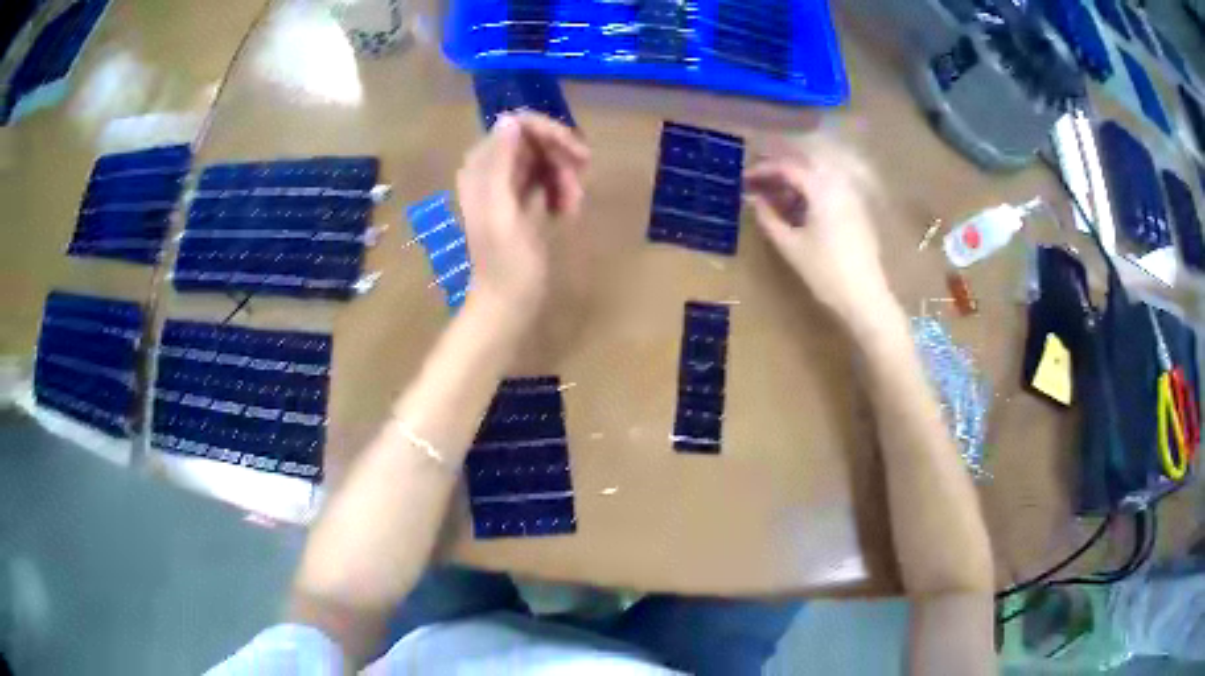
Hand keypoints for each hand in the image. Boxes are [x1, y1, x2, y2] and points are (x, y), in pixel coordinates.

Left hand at [456, 112, 589, 316]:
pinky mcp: (522, 202)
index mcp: (481, 168)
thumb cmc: (506, 264)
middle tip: (578, 189)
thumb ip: (502, 163)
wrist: (507, 304)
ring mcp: (508, 186)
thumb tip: (510, 119)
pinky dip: (561, 191)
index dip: (549, 133)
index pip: (517, 125)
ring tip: (574, 207)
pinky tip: (567, 212)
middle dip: (561, 159)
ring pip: (545, 160)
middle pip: (535, 141)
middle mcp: (492, 171)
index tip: (578, 155)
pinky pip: (548, 179)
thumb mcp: (502, 211)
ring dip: (566, 178)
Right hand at [744, 139, 896, 327]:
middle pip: (805, 167)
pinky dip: (811, 193)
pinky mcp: (857, 213)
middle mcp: (839, 185)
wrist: (865, 297)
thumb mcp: (790, 245)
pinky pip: (830, 191)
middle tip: (758, 181)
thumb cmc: (825, 271)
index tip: (744, 178)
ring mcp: (851, 198)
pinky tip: (799, 210)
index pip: (788, 168)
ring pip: (819, 178)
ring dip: (795, 182)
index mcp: (821, 188)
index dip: (763, 170)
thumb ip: (769, 218)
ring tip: (775, 197)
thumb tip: (754, 200)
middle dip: (779, 170)